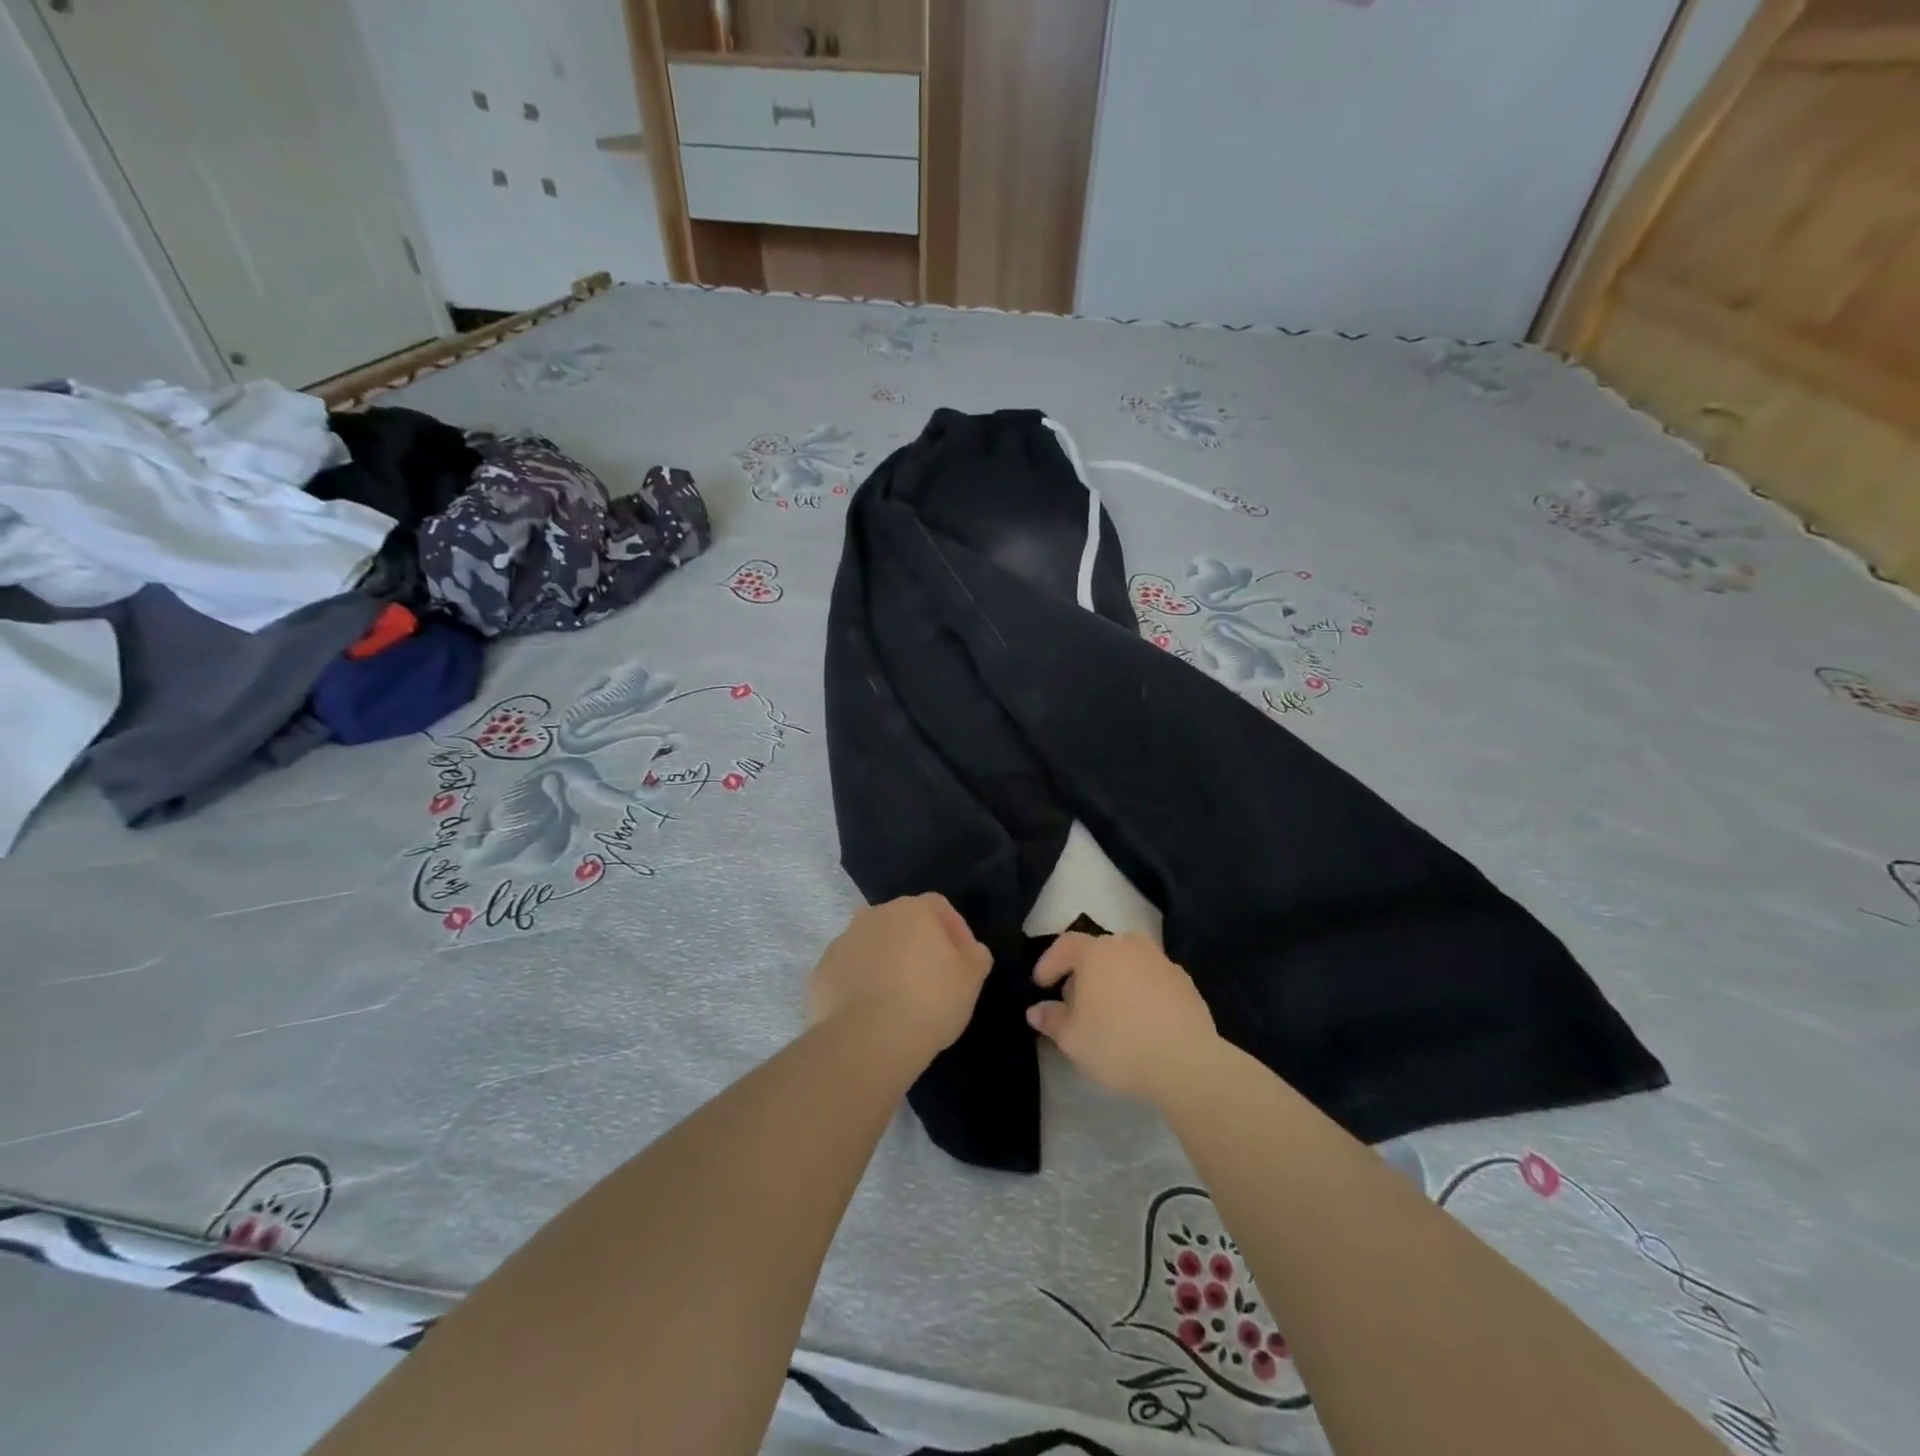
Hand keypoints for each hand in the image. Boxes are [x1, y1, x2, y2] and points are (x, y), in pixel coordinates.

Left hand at [809, 894, 992, 1059]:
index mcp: (912, 909)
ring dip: (885, 963)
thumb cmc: (929, 1001)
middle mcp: (874, 915)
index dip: (954, 931)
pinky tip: (870, 1013)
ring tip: (897, 1000)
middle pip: (902, 924)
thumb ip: (975, 955)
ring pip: (872, 946)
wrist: (867, 1040)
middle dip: (916, 945)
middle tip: (930, 981)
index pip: (939, 907)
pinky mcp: (822, 971)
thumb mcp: (971, 979)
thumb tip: (970, 950)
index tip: (962, 962)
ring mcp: (843, 941)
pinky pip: (848, 972)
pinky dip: (859, 985)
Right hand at [1028, 932, 1219, 1101]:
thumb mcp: (1072, 1039)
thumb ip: (1051, 1019)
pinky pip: (1153, 978)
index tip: (1041, 985)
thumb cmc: (1118, 1044)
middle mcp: (1128, 946)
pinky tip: (1142, 1017)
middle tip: (1076, 999)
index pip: (1065, 945)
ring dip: (1115, 977)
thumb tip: (1036, 1010)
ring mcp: (1160, 961)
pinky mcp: (1185, 981)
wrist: (1186, 1062)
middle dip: (1083, 971)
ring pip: (1128, 961)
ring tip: (1111, 1006)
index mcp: (1096, 952)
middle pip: (1098, 950)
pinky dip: (1142, 990)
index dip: (1049, 963)